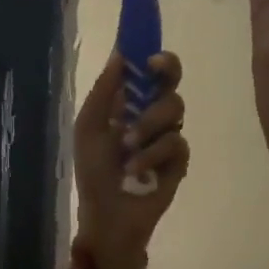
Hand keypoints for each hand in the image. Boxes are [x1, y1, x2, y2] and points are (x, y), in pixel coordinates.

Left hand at [72, 51, 189, 268]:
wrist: (107, 216)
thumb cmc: (93, 173)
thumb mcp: (89, 129)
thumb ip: (103, 92)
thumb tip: (120, 54)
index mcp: (127, 105)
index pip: (147, 72)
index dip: (152, 56)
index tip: (148, 52)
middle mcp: (151, 116)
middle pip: (171, 81)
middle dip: (166, 72)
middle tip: (153, 73)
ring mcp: (167, 137)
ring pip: (174, 108)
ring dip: (148, 123)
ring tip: (127, 146)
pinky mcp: (179, 161)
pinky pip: (176, 143)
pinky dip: (153, 154)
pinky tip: (136, 170)